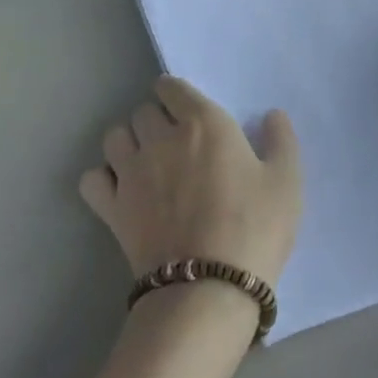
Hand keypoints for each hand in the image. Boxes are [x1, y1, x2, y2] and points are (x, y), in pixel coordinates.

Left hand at [79, 77, 300, 287]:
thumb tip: (272, 115)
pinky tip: (120, 191)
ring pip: (115, 137)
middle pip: (143, 111)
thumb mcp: (286, 182)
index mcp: (204, 122)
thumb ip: (281, 140)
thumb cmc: (254, 229)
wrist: (209, 290)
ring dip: (128, 143)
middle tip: (174, 143)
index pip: (172, 87)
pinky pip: (92, 178)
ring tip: (146, 163)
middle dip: (156, 120)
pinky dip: (102, 179)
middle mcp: (162, 137)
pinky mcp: (112, 208)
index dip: (176, 95)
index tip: (187, 111)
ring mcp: (132, 172)